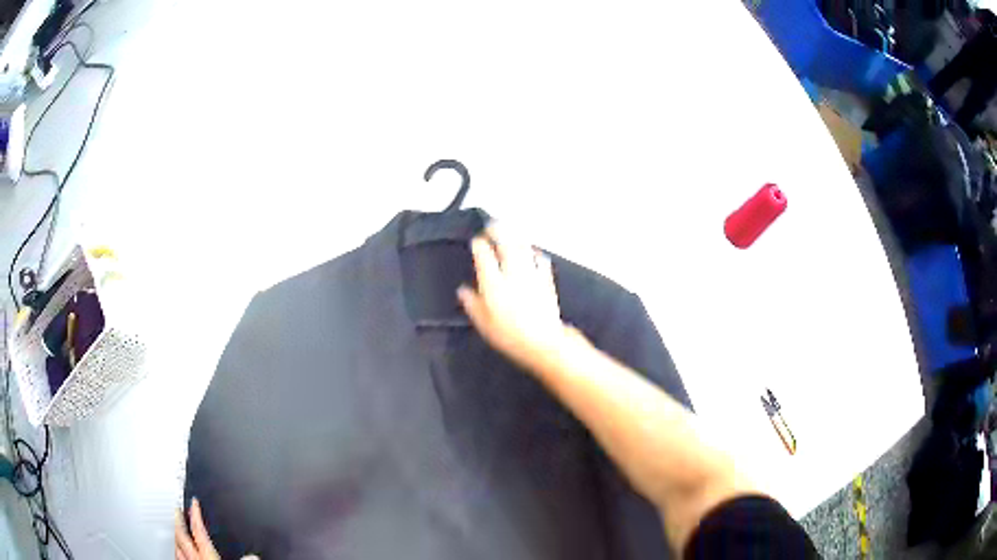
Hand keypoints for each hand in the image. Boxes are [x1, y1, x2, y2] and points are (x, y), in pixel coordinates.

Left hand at [175, 498, 258, 559]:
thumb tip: (252, 556)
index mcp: (208, 556)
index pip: (198, 530)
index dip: (195, 515)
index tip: (193, 503)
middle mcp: (195, 559)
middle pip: (182, 536)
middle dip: (178, 521)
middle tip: (177, 509)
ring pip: (177, 547)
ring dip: (176, 537)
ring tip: (176, 529)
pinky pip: (178, 559)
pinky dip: (177, 552)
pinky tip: (177, 552)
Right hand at [458, 224, 572, 369]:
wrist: (543, 342)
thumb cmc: (509, 336)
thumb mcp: (483, 324)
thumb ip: (472, 304)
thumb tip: (463, 291)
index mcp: (493, 283)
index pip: (484, 254)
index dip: (479, 245)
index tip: (476, 242)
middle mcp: (512, 273)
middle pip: (505, 243)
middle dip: (498, 231)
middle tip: (492, 225)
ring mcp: (531, 275)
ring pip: (523, 247)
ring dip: (516, 237)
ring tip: (510, 231)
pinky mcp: (546, 280)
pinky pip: (540, 260)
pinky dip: (535, 253)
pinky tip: (533, 251)